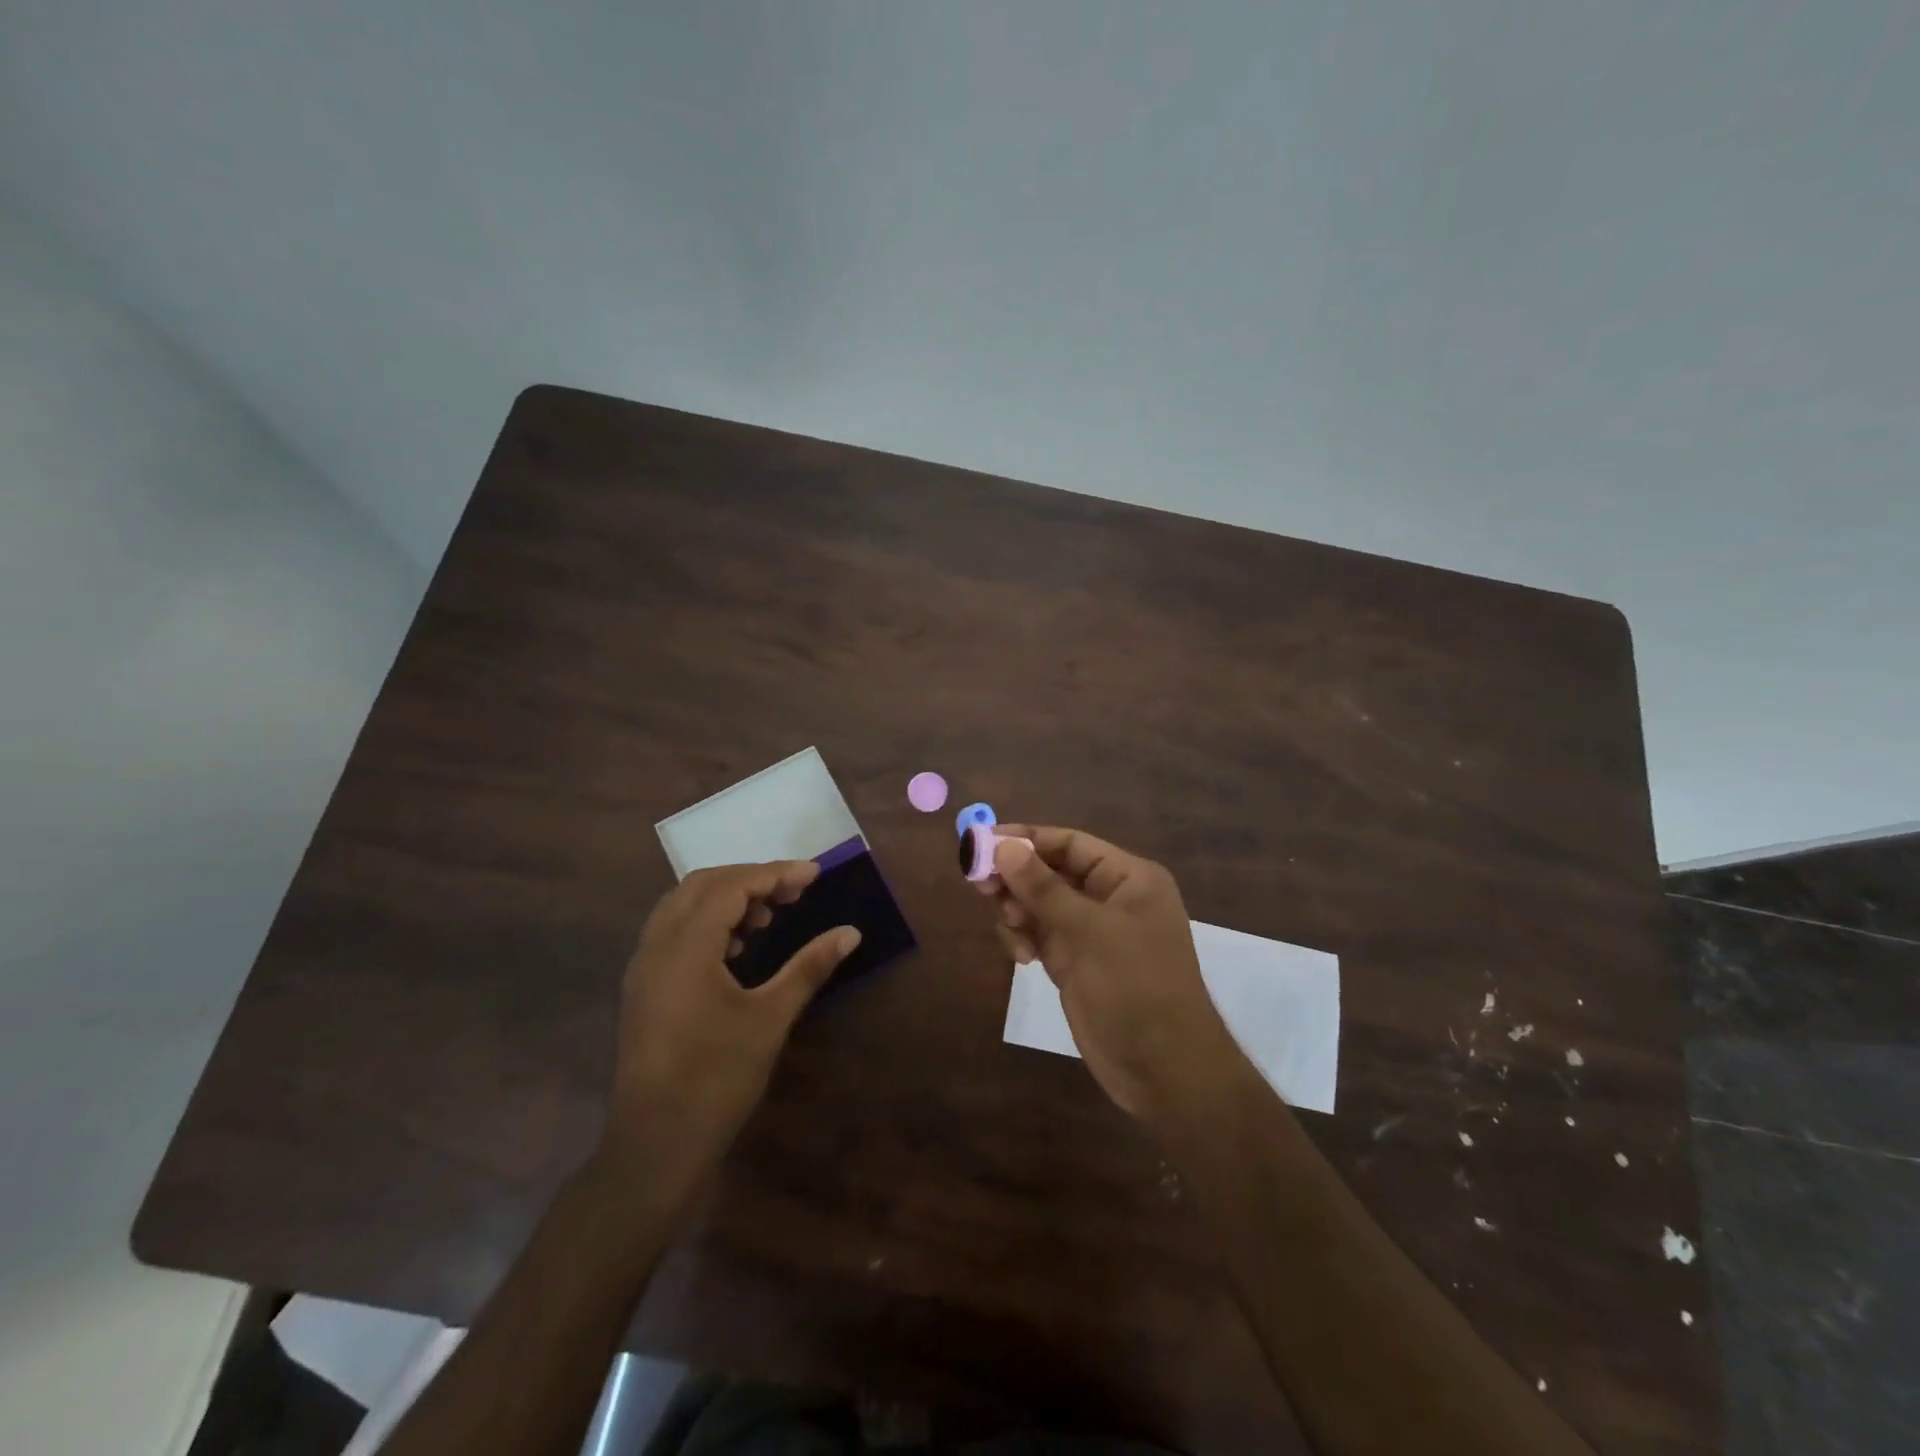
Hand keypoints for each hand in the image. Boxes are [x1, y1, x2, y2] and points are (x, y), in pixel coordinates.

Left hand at [598, 861, 859, 1188]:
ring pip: (683, 906)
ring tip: (768, 917)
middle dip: (750, 879)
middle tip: (793, 891)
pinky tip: (737, 948)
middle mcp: (656, 946)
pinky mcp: (642, 988)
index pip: (731, 886)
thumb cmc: (716, 1079)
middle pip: (702, 885)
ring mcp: (643, 968)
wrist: (655, 1146)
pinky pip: (673, 931)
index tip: (814, 874)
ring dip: (727, 898)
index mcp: (685, 947)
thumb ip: (809, 967)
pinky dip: (707, 922)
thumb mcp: (770, 1018)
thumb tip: (851, 932)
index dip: (775, 874)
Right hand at [979, 826, 1241, 1117]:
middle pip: (1050, 872)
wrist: (1163, 1070)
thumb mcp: (1090, 932)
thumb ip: (1044, 888)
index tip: (983, 843)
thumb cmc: (1136, 987)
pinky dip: (1024, 938)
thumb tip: (1003, 846)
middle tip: (979, 886)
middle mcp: (1109, 898)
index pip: (1070, 844)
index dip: (1026, 840)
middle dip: (1016, 878)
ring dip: (1017, 910)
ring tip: (1011, 927)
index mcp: (1128, 878)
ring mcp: (1091, 932)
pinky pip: (1039, 934)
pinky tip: (1021, 956)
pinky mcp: (1074, 962)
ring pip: (1039, 904)